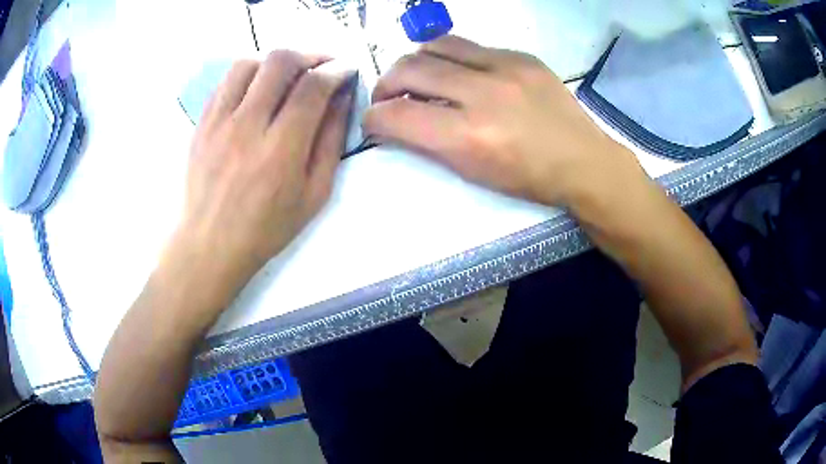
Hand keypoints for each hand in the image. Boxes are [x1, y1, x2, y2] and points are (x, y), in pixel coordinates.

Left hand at [181, 51, 355, 280]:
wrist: (210, 244)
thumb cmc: (267, 227)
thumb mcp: (315, 194)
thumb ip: (331, 141)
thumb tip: (342, 98)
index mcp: (281, 150)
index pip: (313, 87)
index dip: (336, 70)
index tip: (346, 70)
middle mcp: (247, 127)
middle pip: (280, 62)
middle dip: (309, 56)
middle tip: (321, 66)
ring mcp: (219, 122)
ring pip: (249, 63)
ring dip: (275, 62)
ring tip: (287, 76)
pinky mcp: (202, 123)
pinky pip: (226, 81)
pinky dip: (249, 75)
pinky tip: (258, 89)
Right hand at [363, 36, 645, 206]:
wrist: (584, 162)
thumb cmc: (529, 179)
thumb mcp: (474, 172)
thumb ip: (430, 145)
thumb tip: (397, 124)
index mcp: (469, 137)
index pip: (398, 116)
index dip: (373, 118)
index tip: (372, 121)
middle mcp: (483, 94)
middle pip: (409, 69)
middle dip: (386, 84)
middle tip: (388, 96)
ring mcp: (505, 68)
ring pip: (436, 46)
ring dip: (415, 61)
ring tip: (417, 76)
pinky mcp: (521, 56)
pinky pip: (471, 46)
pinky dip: (452, 59)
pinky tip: (459, 73)